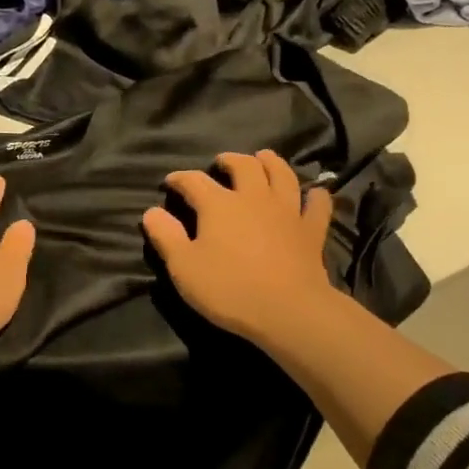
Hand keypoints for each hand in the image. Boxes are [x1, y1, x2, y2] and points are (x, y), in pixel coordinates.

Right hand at [142, 151, 336, 346]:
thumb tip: (151, 212)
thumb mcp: (184, 267)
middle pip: (244, 166)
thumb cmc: (229, 289)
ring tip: (263, 158)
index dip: (179, 179)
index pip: (194, 181)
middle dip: (229, 160)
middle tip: (221, 163)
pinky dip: (316, 196)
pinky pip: (317, 206)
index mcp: (219, 204)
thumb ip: (166, 237)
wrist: (288, 310)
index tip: (170, 183)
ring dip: (271, 162)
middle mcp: (254, 197)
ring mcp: (287, 211)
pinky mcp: (311, 230)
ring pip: (282, 174)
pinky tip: (315, 193)